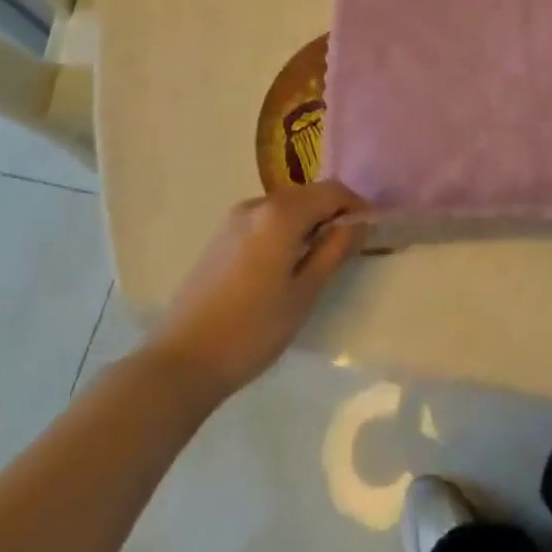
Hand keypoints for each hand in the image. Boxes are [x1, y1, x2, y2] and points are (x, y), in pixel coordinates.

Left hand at [149, 181, 366, 400]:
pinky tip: (282, 265)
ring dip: (307, 221)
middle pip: (307, 194)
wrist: (182, 361)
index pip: (332, 191)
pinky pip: (265, 219)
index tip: (368, 231)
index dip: (355, 205)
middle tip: (346, 247)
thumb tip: (359, 222)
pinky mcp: (220, 235)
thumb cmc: (252, 330)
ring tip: (316, 259)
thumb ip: (334, 250)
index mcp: (281, 213)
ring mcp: (235, 218)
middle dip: (331, 212)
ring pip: (285, 206)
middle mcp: (258, 204)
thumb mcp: (304, 293)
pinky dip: (283, 230)